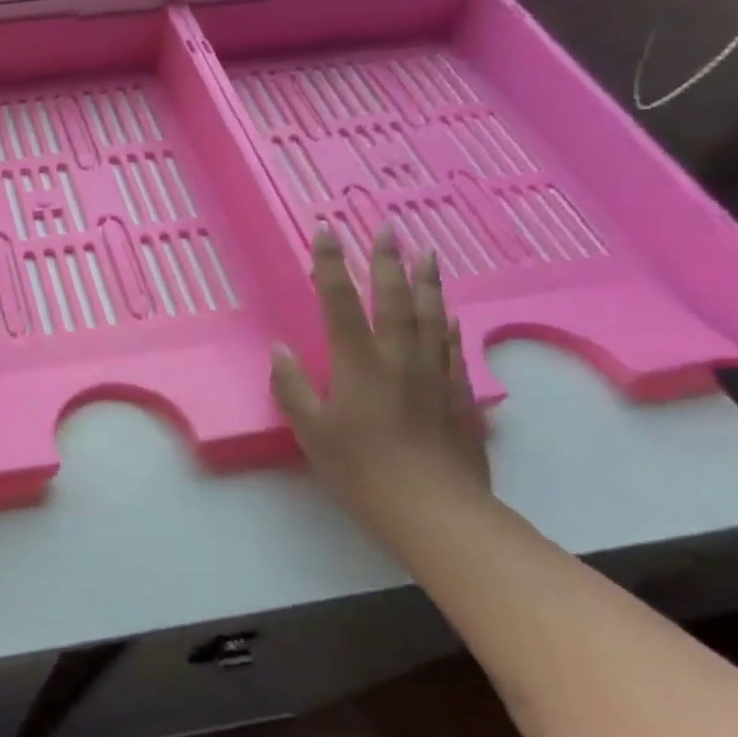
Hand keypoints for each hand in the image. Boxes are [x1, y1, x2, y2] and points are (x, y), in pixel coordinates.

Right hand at [270, 226, 488, 517]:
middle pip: (394, 297)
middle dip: (386, 259)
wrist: (435, 510)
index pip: (340, 301)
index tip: (327, 230)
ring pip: (431, 315)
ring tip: (426, 252)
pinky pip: (452, 347)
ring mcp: (432, 373)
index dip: (331, 264)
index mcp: (358, 363)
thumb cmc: (362, 470)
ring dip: (426, 280)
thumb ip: (292, 387)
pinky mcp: (457, 394)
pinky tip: (449, 312)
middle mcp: (398, 357)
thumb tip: (281, 349)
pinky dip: (448, 323)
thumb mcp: (312, 432)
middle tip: (388, 226)